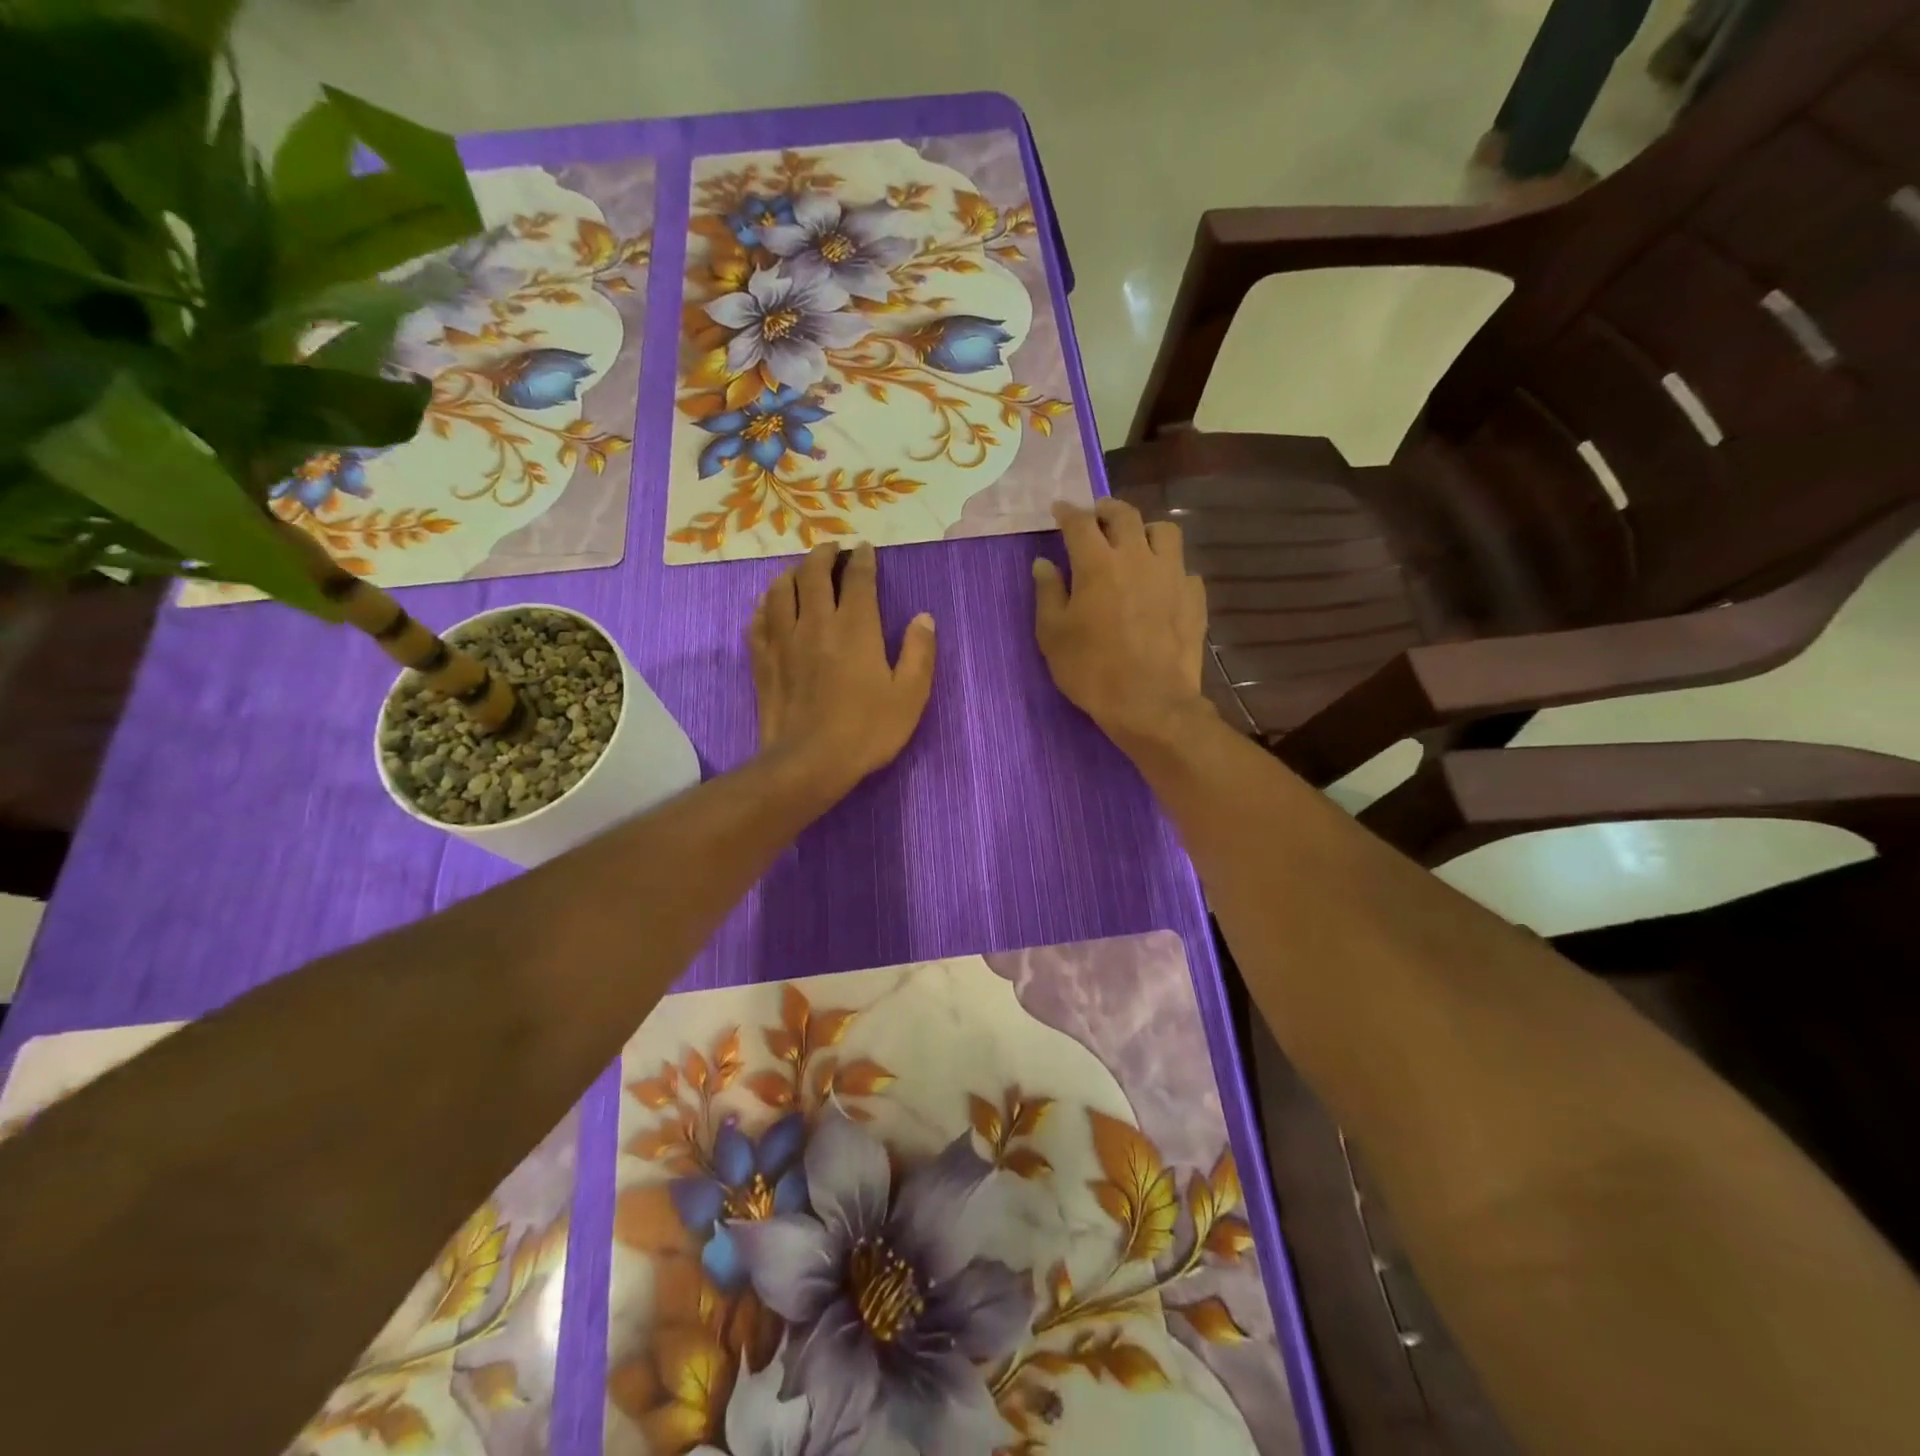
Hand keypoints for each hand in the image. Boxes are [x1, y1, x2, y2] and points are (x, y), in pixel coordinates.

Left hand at [750, 541, 936, 796]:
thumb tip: (923, 618)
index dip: (862, 559)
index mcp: (855, 627)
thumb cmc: (867, 730)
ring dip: (791, 573)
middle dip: (824, 555)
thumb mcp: (910, 696)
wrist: (809, 762)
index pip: (857, 579)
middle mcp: (816, 623)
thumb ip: (919, 653)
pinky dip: (765, 605)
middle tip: (832, 549)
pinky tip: (769, 606)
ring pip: (780, 590)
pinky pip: (758, 620)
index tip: (864, 548)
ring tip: (800, 570)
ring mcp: (784, 640)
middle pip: (813, 573)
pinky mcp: (762, 660)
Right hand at [1033, 499, 1211, 752]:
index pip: (1080, 522)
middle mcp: (1137, 557)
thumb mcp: (1053, 635)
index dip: (1067, 512)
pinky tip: (1161, 585)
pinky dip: (1169, 569)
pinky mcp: (1194, 597)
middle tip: (1097, 517)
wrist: (1149, 703)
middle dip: (1107, 510)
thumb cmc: (1091, 670)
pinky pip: (1183, 568)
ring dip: (1146, 530)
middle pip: (1125, 515)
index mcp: (1097, 563)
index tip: (1059, 510)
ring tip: (1137, 544)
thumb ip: (1048, 593)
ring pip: (1164, 531)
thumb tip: (1043, 563)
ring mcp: (1171, 575)